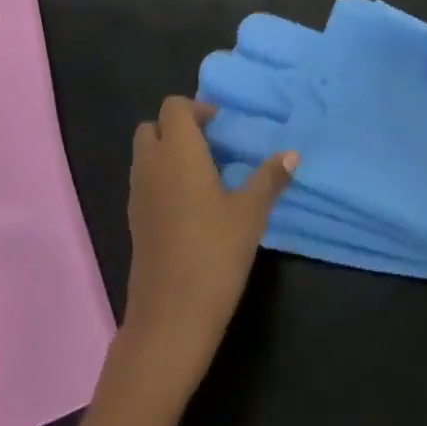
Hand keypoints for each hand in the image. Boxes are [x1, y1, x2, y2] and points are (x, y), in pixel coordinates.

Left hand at [119, 96, 296, 395]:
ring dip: (170, 154)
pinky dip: (163, 180)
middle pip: (153, 128)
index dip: (197, 109)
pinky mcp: (135, 221)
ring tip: (207, 175)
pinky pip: (145, 183)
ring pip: (146, 156)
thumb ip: (269, 178)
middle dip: (179, 128)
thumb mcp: (250, 213)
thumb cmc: (214, 254)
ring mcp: (137, 195)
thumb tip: (292, 154)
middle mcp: (151, 166)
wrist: (170, 317)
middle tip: (213, 146)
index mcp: (178, 153)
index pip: (174, 108)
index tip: (223, 126)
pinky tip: (193, 206)